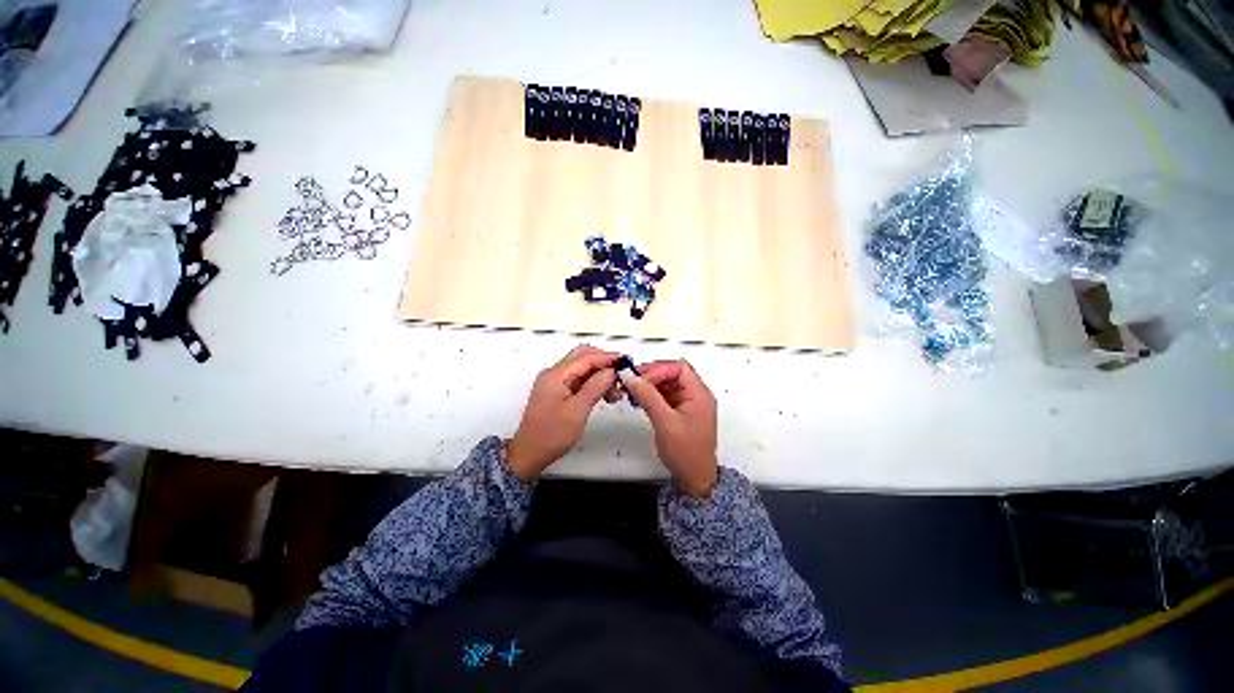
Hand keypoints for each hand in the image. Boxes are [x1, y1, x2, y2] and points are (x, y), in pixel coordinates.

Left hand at [507, 346, 618, 481]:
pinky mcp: (557, 391)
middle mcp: (554, 373)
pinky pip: (578, 379)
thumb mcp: (577, 411)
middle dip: (604, 364)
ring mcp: (555, 382)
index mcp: (556, 375)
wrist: (530, 453)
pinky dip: (593, 383)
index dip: (607, 358)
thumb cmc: (552, 434)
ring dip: (600, 375)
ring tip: (615, 392)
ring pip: (582, 368)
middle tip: (621, 376)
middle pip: (583, 357)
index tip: (626, 361)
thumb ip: (595, 387)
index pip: (586, 358)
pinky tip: (604, 394)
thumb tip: (611, 371)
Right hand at [619, 360, 717, 496]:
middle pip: (673, 373)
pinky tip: (640, 400)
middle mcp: (696, 396)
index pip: (679, 368)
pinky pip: (665, 395)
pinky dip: (652, 395)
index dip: (659, 369)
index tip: (641, 378)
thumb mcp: (665, 423)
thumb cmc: (687, 454)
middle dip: (652, 375)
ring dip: (650, 385)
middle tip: (633, 381)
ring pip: (667, 383)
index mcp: (699, 395)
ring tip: (633, 391)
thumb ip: (649, 397)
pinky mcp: (680, 412)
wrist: (694, 479)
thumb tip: (634, 379)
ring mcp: (688, 404)